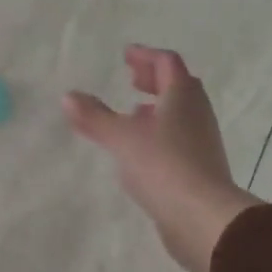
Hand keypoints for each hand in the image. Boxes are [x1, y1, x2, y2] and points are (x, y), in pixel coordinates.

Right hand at [64, 46, 260, 271]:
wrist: (202, 217)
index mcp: (182, 96)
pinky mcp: (201, 167)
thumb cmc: (162, 165)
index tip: (126, 55)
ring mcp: (203, 141)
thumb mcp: (121, 138)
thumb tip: (68, 96)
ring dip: (159, 107)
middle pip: (179, 86)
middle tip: (132, 79)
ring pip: (181, 113)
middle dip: (154, 79)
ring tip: (135, 112)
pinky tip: (143, 149)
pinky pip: (180, 138)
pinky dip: (162, 132)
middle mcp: (197, 113)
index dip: (146, 56)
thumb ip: (94, 117)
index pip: (167, 63)